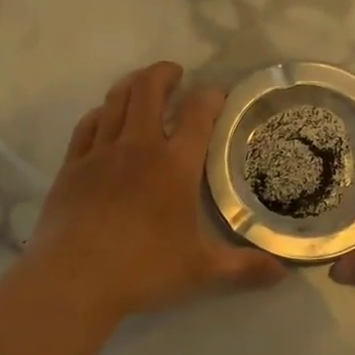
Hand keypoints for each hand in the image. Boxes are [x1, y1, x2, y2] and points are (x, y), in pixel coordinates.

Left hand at [20, 62, 284, 324]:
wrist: (72, 280)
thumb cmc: (143, 270)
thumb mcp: (201, 272)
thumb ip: (243, 268)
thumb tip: (283, 273)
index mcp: (174, 165)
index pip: (197, 114)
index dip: (210, 96)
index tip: (217, 93)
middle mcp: (137, 148)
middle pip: (148, 90)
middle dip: (164, 74)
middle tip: (176, 74)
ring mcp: (99, 154)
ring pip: (115, 101)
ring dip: (132, 84)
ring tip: (142, 83)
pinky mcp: (71, 167)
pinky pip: (86, 126)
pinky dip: (100, 113)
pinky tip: (103, 116)